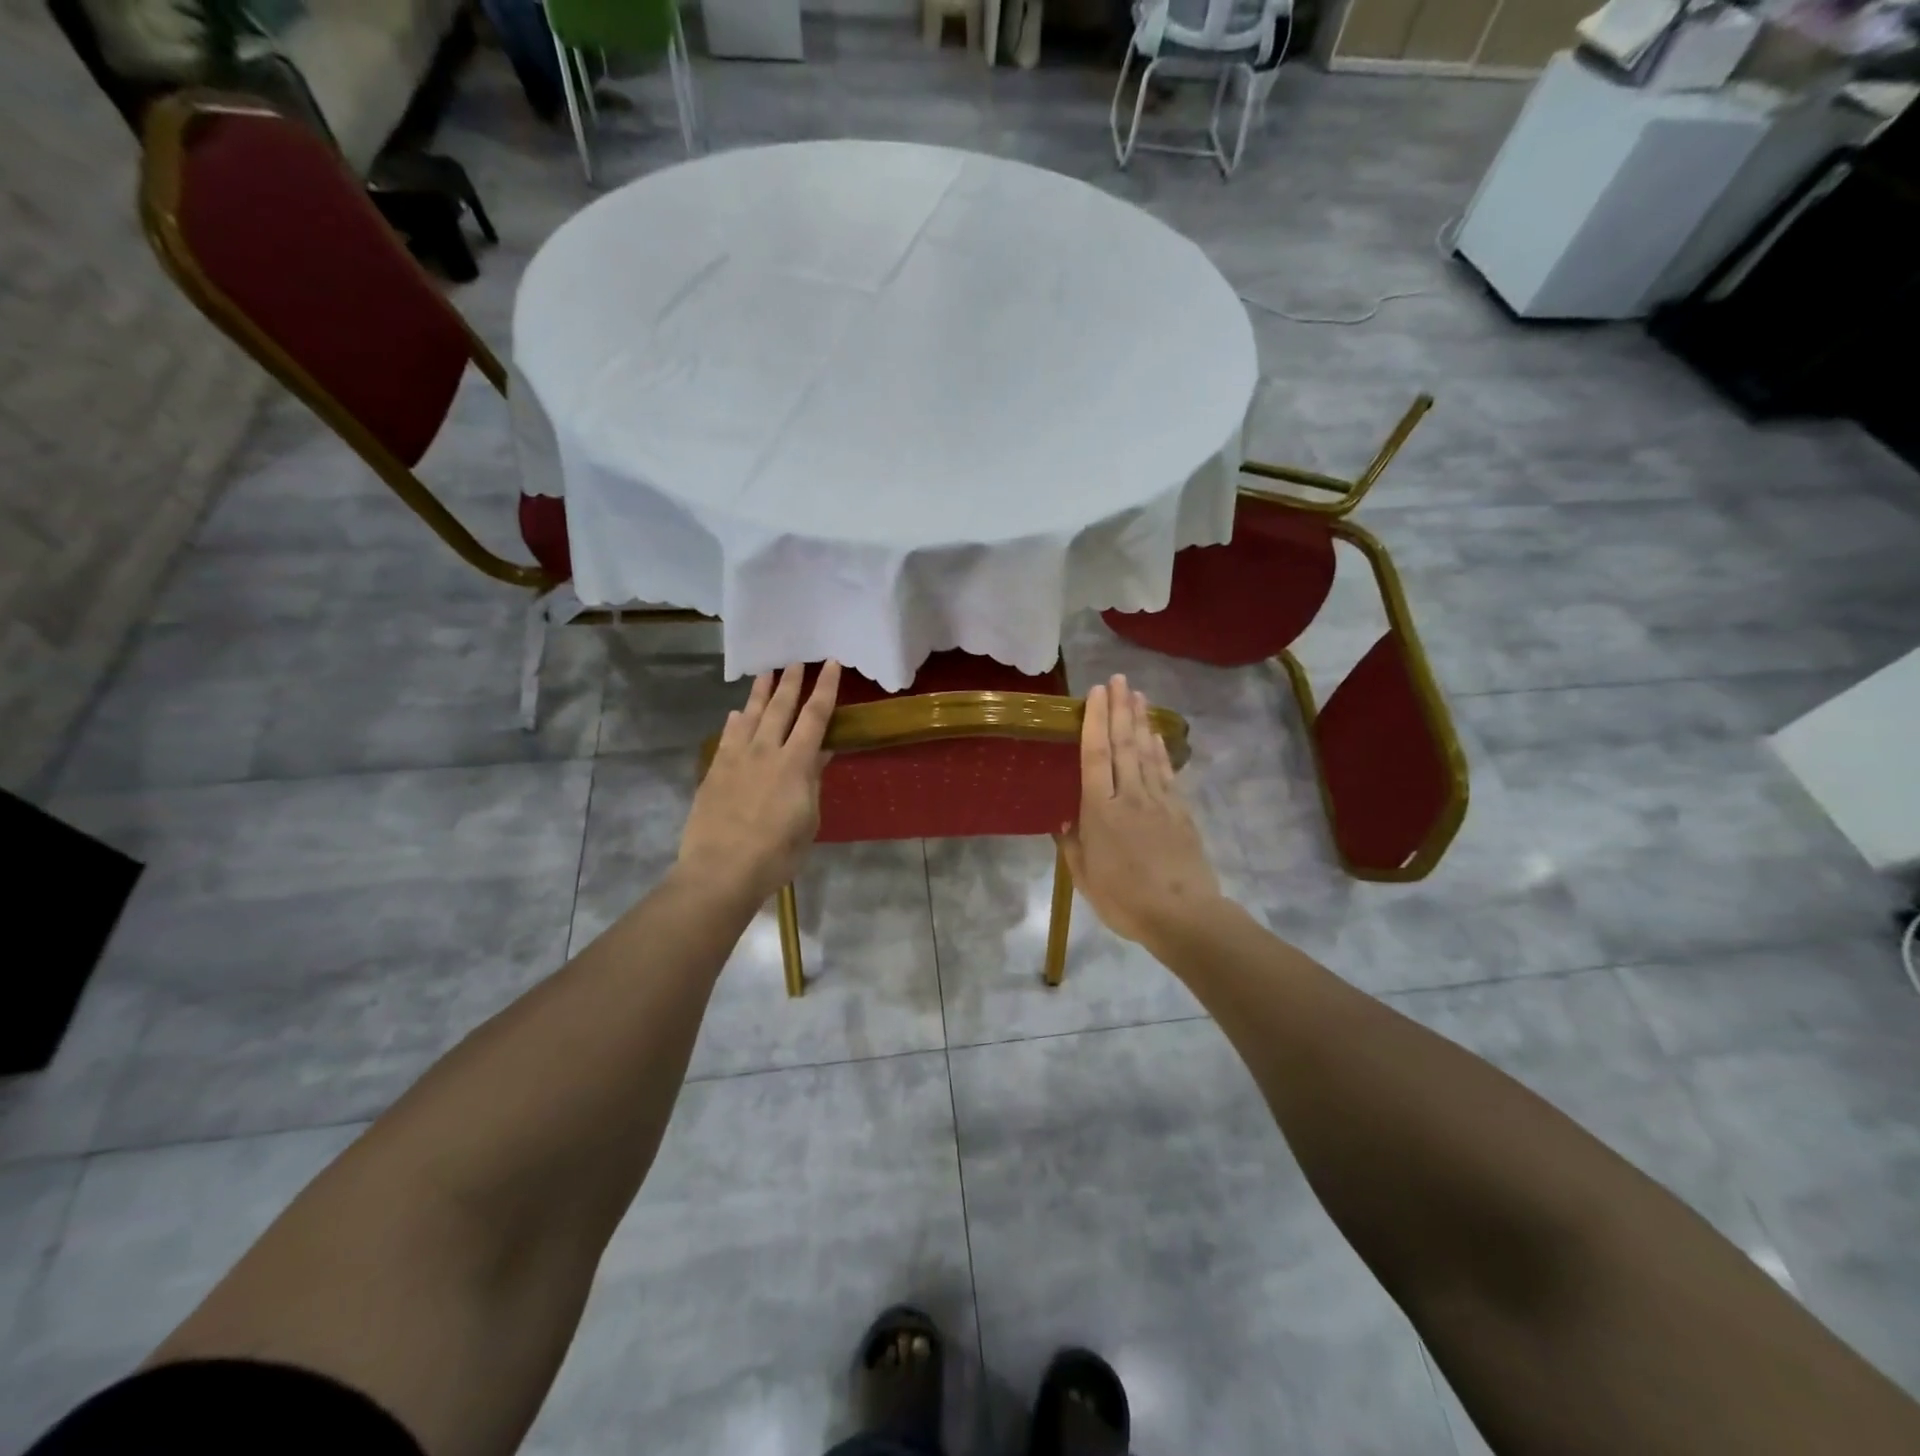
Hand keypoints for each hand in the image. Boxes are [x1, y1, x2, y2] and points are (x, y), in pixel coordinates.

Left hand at [678, 662, 840, 904]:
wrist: (721, 870)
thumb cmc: (777, 853)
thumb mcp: (808, 820)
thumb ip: (812, 782)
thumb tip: (820, 752)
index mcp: (795, 763)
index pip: (815, 716)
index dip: (825, 688)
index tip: (830, 664)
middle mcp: (765, 751)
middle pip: (780, 707)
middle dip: (791, 682)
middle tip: (796, 660)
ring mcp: (736, 759)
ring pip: (750, 715)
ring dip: (760, 692)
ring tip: (766, 673)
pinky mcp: (715, 771)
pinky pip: (727, 737)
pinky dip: (735, 721)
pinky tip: (736, 714)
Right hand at [1057, 675, 1223, 949]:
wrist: (1183, 915)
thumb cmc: (1125, 900)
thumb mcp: (1085, 879)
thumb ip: (1073, 848)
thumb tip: (1067, 824)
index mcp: (1100, 811)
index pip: (1095, 755)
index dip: (1094, 721)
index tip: (1096, 692)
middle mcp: (1129, 796)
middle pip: (1122, 744)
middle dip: (1119, 708)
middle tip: (1118, 679)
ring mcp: (1159, 801)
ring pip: (1146, 752)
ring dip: (1140, 720)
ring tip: (1137, 694)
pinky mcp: (1180, 811)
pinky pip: (1167, 772)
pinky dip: (1161, 750)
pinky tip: (1156, 735)